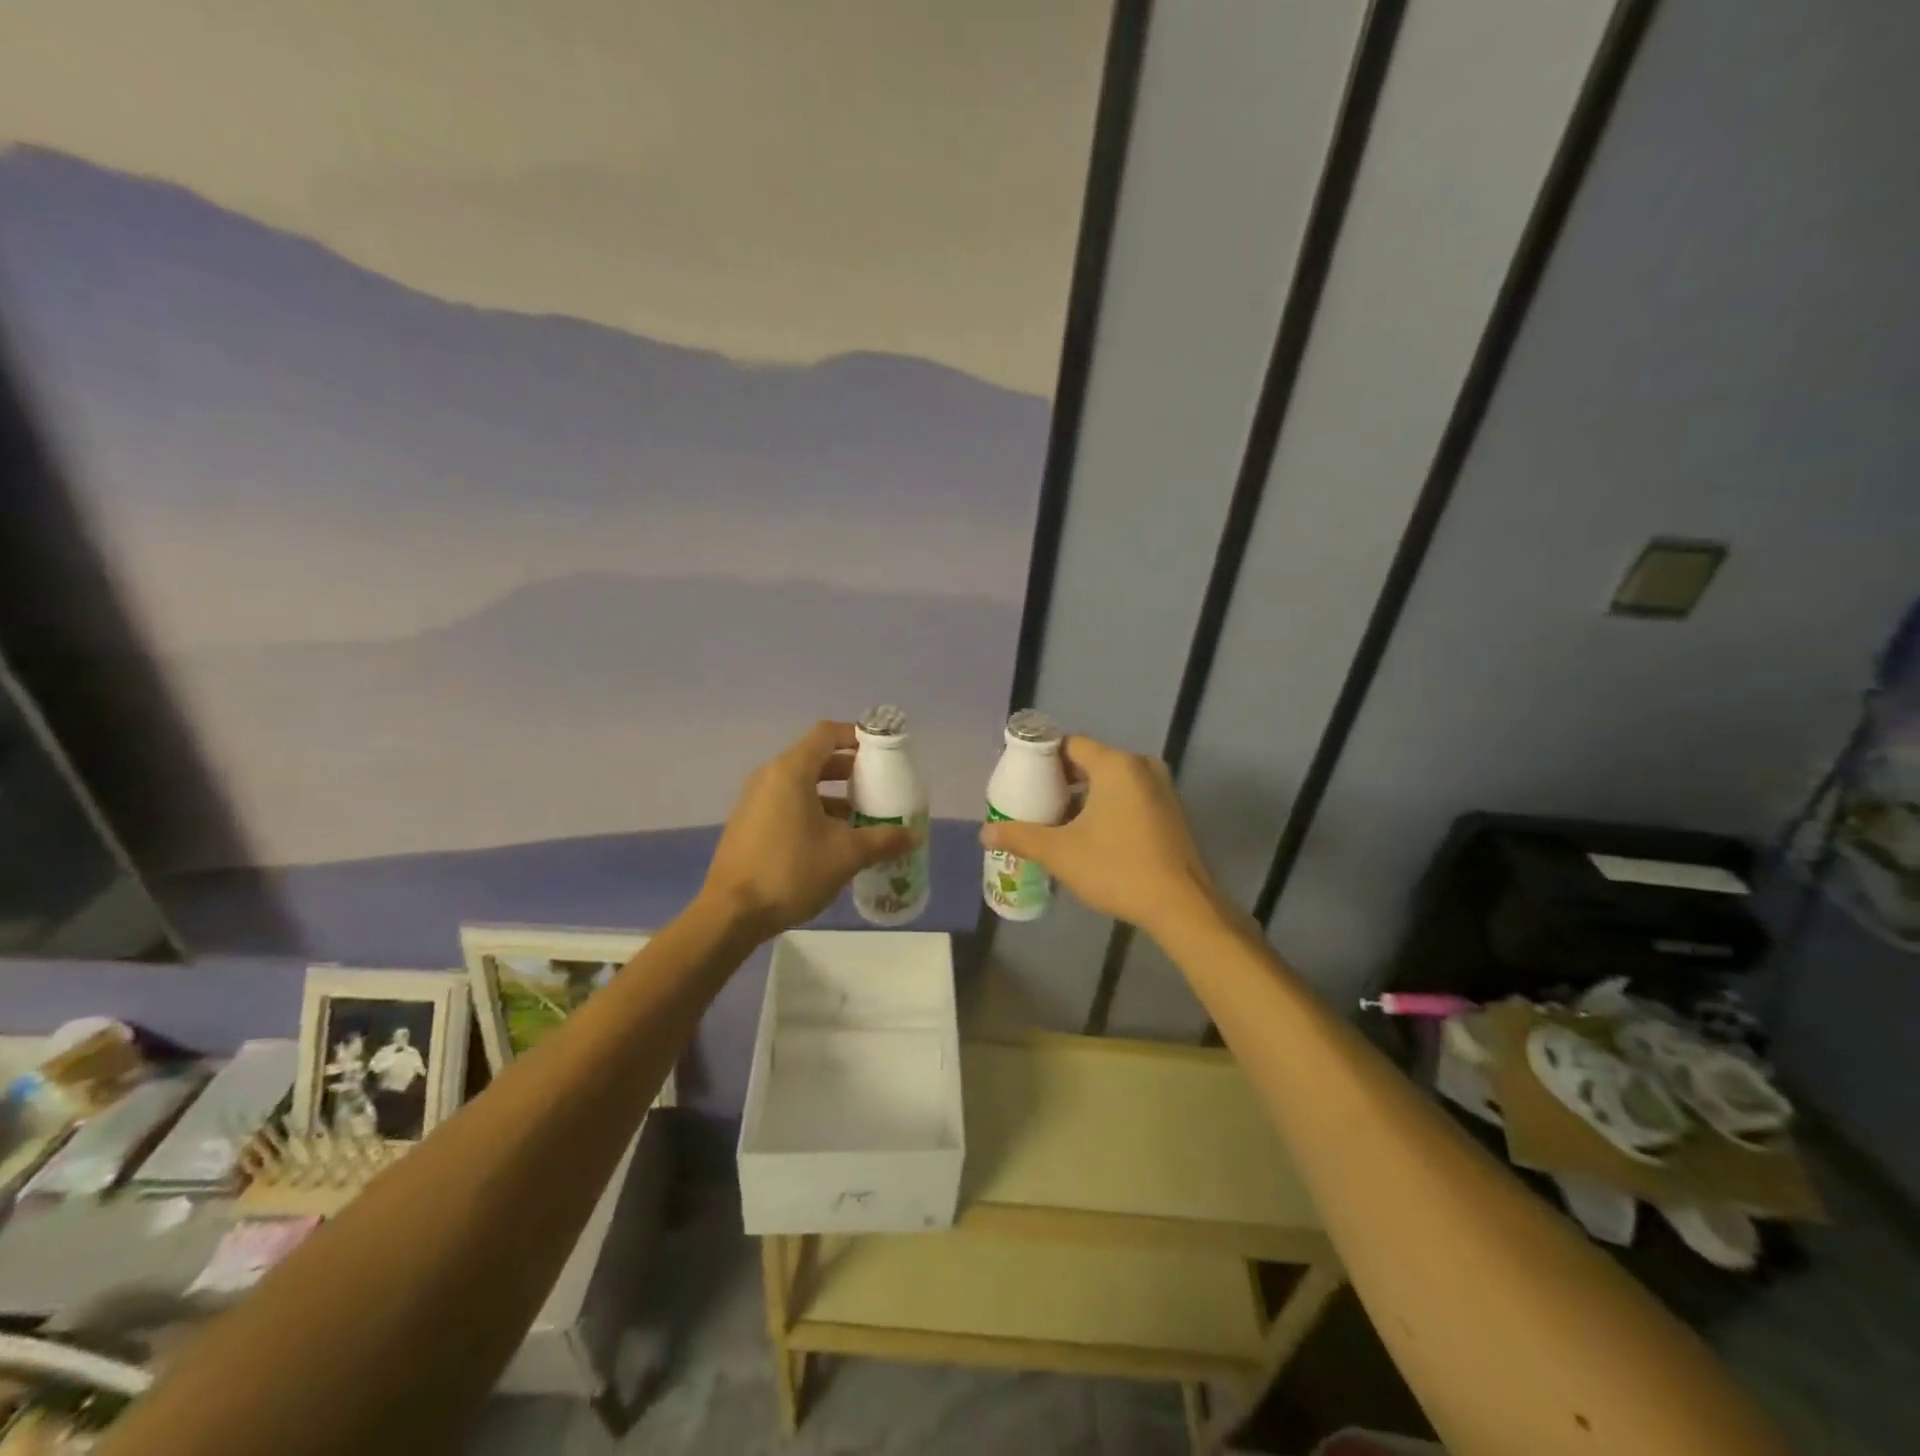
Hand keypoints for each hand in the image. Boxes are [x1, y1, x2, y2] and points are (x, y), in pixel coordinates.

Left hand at [702, 721, 920, 937]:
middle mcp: (770, 778)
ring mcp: (756, 801)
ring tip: (863, 817)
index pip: (827, 734)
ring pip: (802, 785)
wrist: (731, 913)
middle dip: (851, 770)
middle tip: (880, 786)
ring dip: (834, 796)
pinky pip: (788, 804)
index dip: (857, 737)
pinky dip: (814, 811)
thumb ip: (884, 840)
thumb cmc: (791, 871)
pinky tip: (834, 841)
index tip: (883, 752)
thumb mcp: (846, 855)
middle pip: (816, 759)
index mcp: (791, 772)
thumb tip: (914, 835)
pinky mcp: (750, 825)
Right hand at [978, 735, 1218, 940]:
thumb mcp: (1060, 853)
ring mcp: (1161, 788)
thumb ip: (1021, 837)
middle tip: (1035, 803)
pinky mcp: (1170, 811)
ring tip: (1058, 822)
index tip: (1023, 780)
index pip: (1071, 744)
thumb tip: (985, 833)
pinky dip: (1108, 806)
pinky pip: (1130, 795)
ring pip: (1112, 780)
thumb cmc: (1117, 869)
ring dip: (1085, 796)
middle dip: (1061, 780)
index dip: (1043, 758)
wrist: (1180, 905)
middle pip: (1091, 761)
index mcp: (1116, 765)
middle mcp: (1141, 766)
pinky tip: (1091, 835)